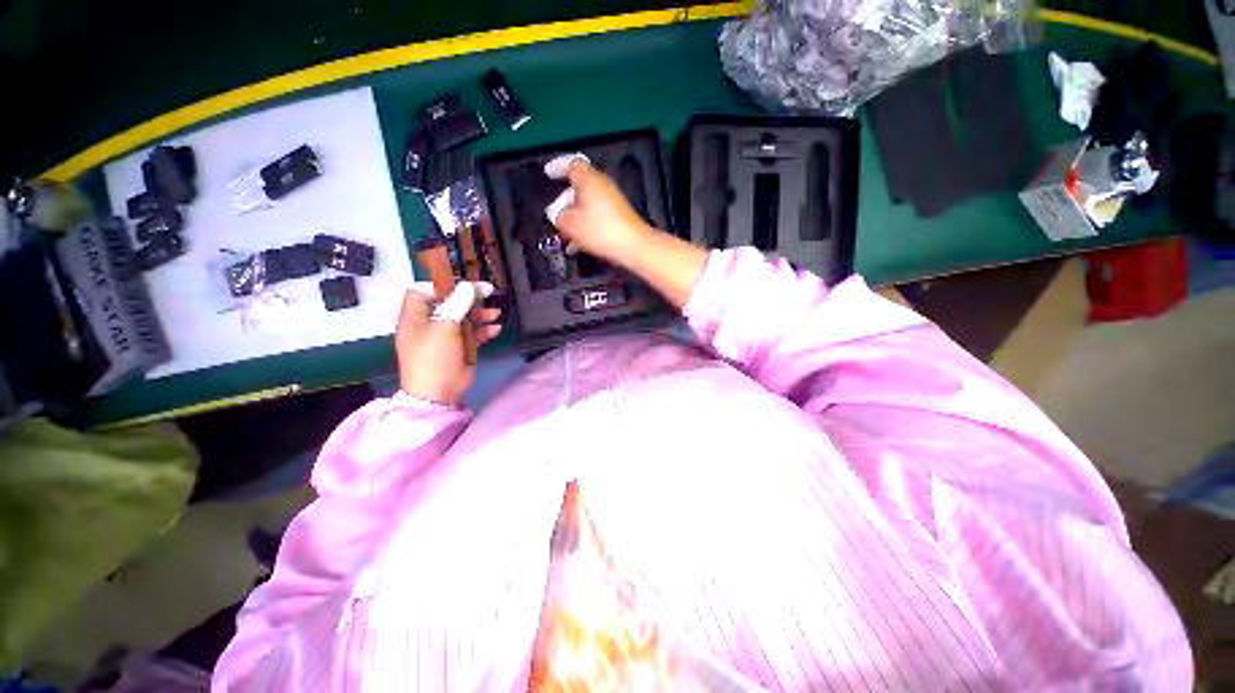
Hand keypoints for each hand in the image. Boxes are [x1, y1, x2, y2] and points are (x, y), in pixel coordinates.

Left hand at [395, 281, 501, 404]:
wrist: (438, 392)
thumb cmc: (434, 356)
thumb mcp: (445, 325)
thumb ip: (458, 303)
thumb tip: (470, 286)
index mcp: (416, 315)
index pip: (425, 290)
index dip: (443, 283)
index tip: (465, 282)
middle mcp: (429, 323)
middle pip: (449, 303)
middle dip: (469, 298)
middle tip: (488, 292)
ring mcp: (445, 336)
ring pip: (463, 318)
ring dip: (480, 315)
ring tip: (496, 314)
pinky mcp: (459, 348)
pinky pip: (472, 334)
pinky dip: (484, 331)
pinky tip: (496, 329)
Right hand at [545, 153, 708, 309]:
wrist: (633, 246)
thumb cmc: (600, 230)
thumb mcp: (569, 224)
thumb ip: (557, 215)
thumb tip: (555, 213)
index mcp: (589, 179)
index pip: (571, 163)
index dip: (558, 166)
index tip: (549, 173)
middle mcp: (602, 185)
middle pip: (579, 186)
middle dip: (565, 199)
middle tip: (555, 213)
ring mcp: (612, 200)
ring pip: (587, 203)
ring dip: (575, 216)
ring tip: (565, 234)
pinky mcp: (619, 215)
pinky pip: (597, 215)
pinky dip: (586, 225)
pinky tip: (579, 244)